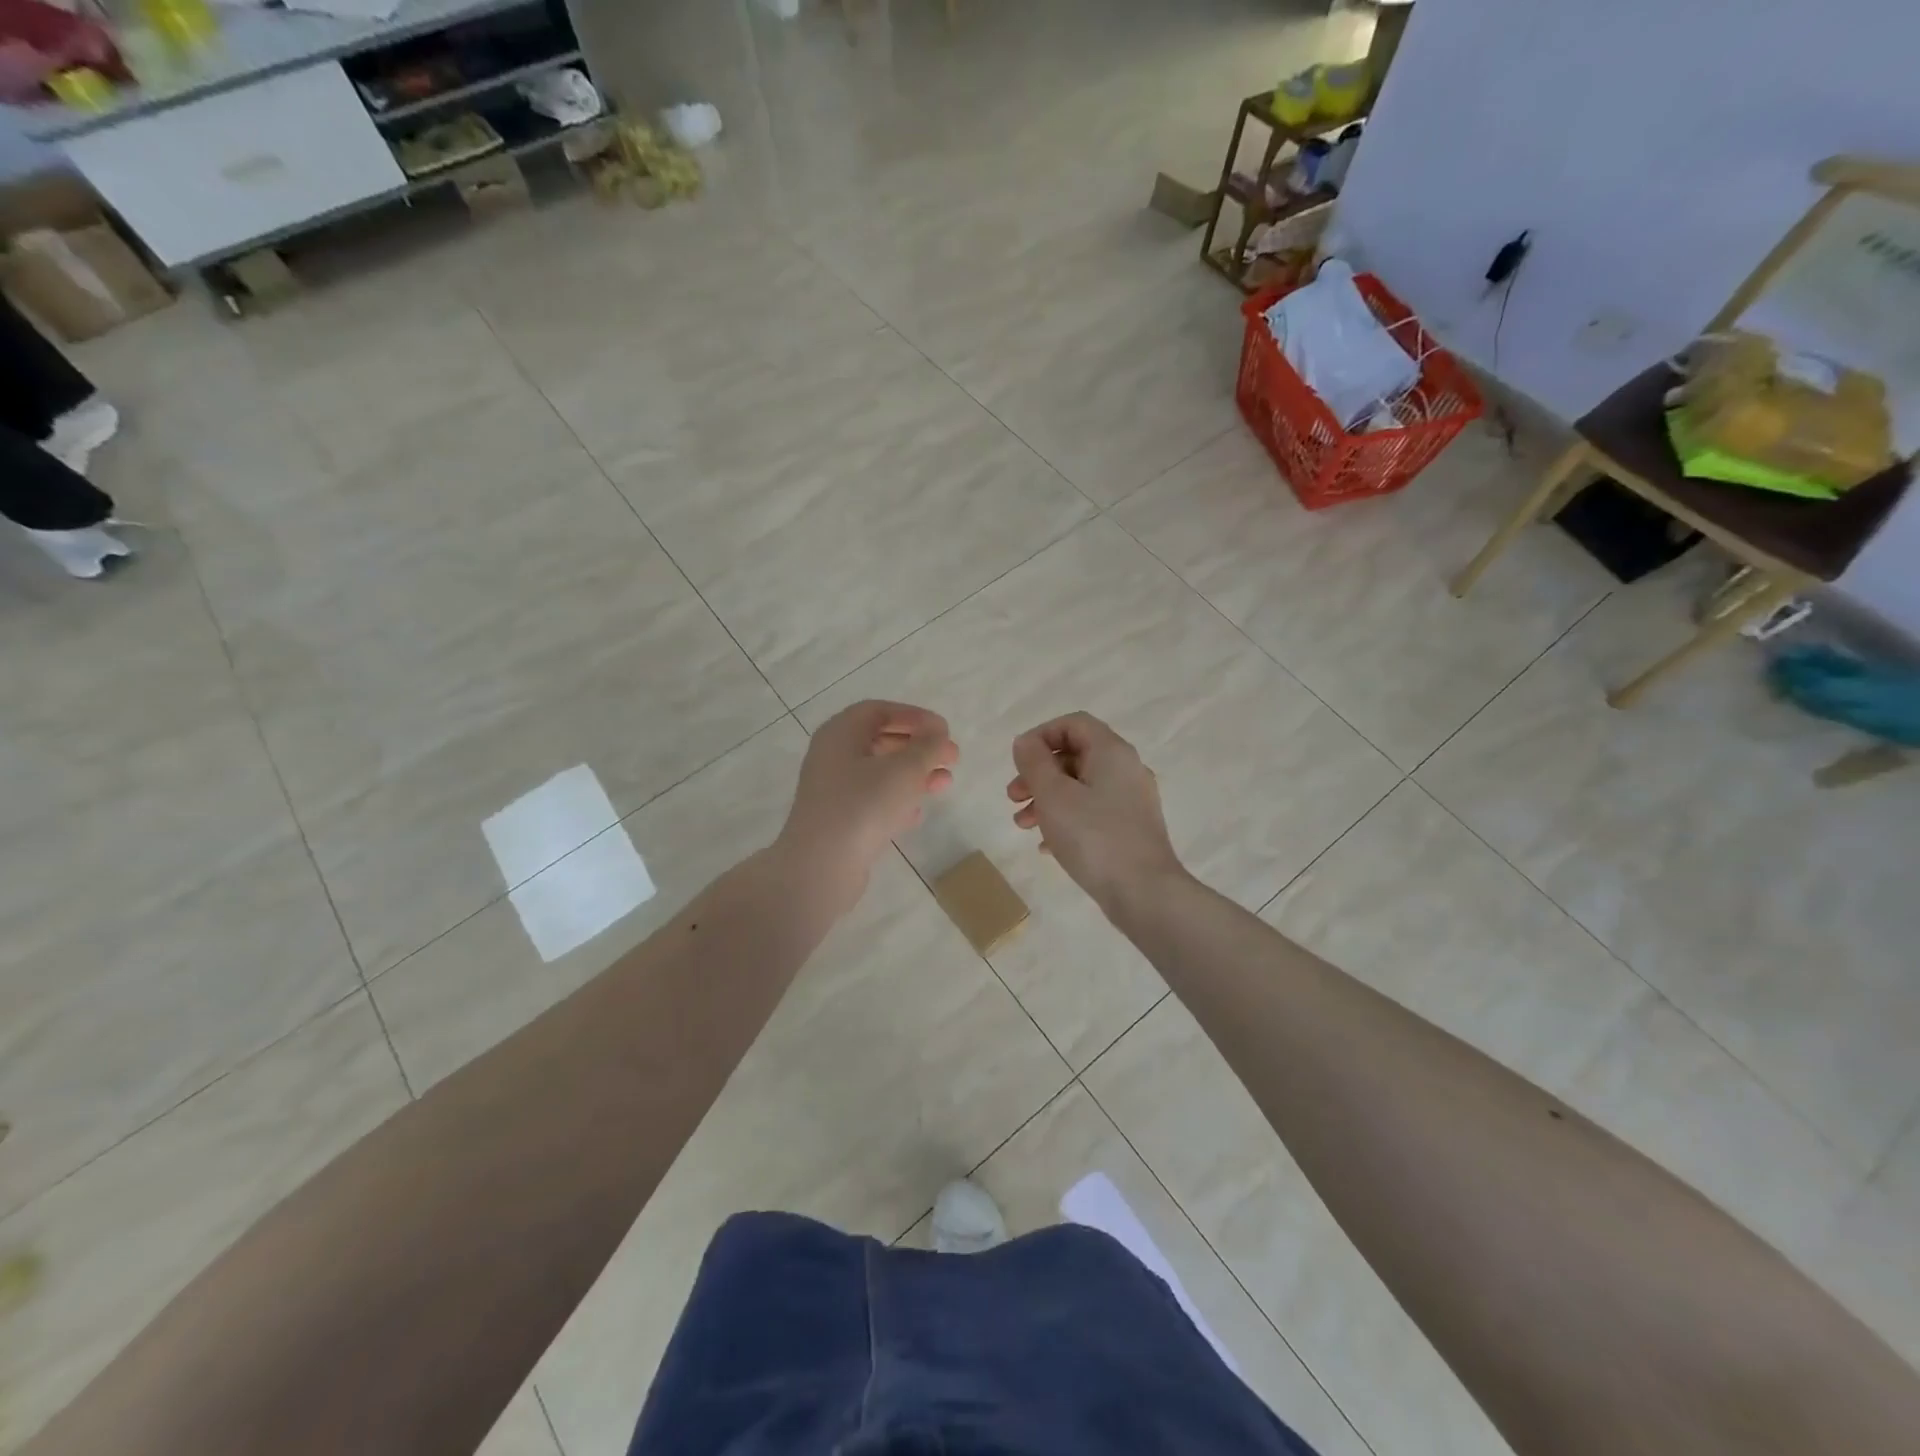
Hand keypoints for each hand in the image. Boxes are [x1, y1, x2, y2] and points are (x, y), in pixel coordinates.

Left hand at [778, 701, 957, 910]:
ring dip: (913, 775)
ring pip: (879, 774)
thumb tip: (938, 735)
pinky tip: (916, 814)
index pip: (878, 711)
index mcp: (840, 734)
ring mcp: (832, 791)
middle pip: (880, 741)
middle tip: (951, 758)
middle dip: (918, 748)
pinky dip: (897, 802)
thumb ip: (927, 748)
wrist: (821, 866)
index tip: (942, 730)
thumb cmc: (862, 805)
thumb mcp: (904, 770)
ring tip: (944, 785)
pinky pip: (872, 802)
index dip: (913, 716)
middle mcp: (832, 757)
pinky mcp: (838, 821)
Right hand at [1007, 712, 1185, 913]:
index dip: (1041, 735)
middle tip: (1013, 796)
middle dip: (1038, 773)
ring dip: (1047, 799)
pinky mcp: (1131, 829)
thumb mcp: (1053, 795)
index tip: (1018, 761)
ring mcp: (1132, 801)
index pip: (1074, 723)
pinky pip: (1092, 813)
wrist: (1144, 893)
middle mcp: (1126, 770)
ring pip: (1081, 787)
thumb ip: (1035, 762)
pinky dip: (1066, 819)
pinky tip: (1046, 845)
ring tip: (1023, 824)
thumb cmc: (1093, 837)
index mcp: (1112, 752)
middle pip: (1075, 756)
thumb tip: (1026, 743)